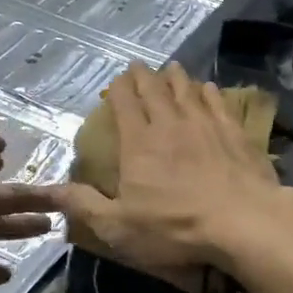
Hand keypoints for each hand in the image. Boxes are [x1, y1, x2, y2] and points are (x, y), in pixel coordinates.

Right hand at [51, 63, 281, 274]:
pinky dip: (210, 93)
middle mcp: (170, 125)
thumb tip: (49, 189)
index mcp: (139, 144)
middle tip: (139, 65)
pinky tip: (209, 88)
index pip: (125, 105)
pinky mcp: (234, 133)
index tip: (117, 79)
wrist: (243, 221)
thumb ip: (84, 205)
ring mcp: (206, 125)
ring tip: (172, 67)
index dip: (119, 89)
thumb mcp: (119, 226)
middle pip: (155, 91)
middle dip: (144, 77)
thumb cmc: (176, 227)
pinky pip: (219, 104)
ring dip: (177, 78)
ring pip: (187, 91)